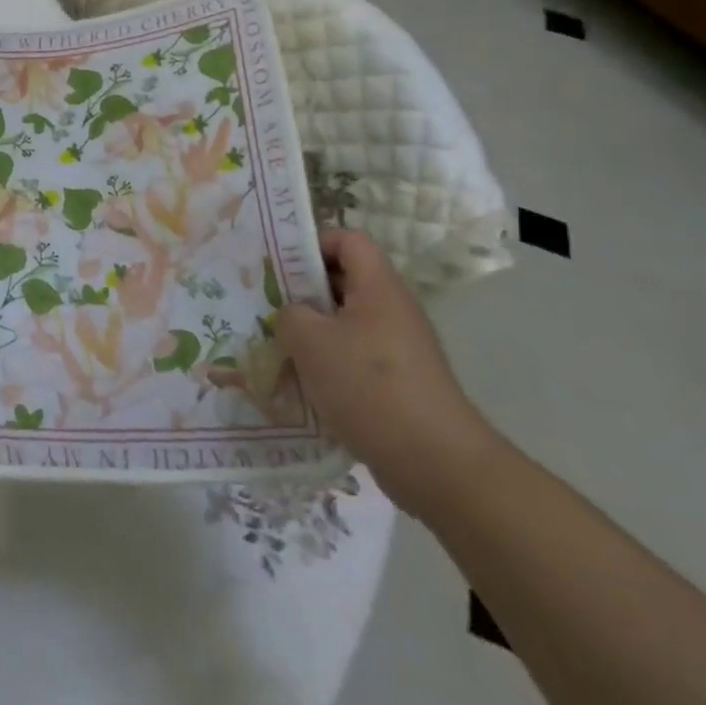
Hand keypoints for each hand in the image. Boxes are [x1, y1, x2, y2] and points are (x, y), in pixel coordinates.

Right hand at [274, 229, 499, 515]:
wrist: (437, 464)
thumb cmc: (369, 386)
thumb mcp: (310, 341)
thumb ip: (290, 314)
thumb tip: (293, 316)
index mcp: (378, 287)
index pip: (348, 240)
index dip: (313, 243)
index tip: (280, 267)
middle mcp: (393, 310)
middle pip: (344, 281)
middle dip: (303, 292)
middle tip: (268, 307)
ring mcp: (400, 349)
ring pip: (346, 323)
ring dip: (313, 333)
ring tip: (280, 349)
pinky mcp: (399, 384)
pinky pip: (356, 359)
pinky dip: (330, 366)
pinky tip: (305, 387)